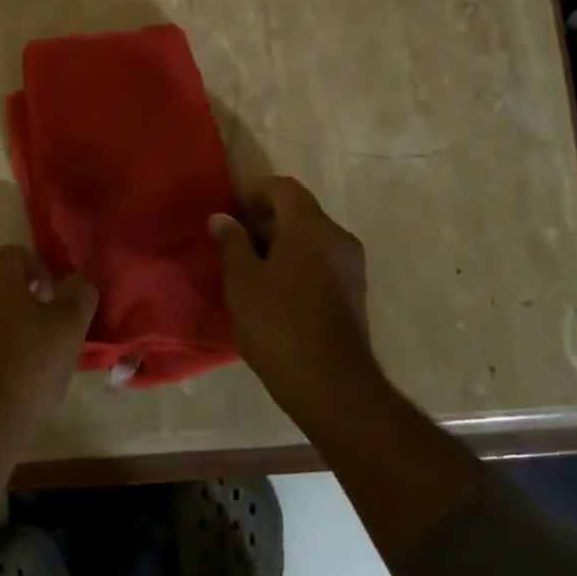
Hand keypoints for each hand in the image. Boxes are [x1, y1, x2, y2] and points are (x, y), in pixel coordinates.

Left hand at [0, 245, 97, 456]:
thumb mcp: (69, 326)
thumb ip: (79, 293)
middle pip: (2, 282)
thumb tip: (76, 282)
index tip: (60, 310)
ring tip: (33, 361)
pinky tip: (10, 380)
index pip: (22, 256)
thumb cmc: (26, 367)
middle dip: (29, 302)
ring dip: (11, 326)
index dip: (47, 278)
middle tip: (50, 334)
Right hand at [211, 177, 380, 427]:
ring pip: (311, 238)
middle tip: (234, 243)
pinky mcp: (354, 293)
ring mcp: (351, 266)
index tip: (231, 211)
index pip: (284, 188)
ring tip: (250, 270)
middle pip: (299, 212)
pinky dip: (298, 263)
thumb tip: (222, 218)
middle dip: (265, 220)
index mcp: (311, 227)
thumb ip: (231, 243)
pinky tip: (275, 292)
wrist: (333, 387)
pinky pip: (321, 261)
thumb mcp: (242, 282)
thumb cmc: (280, 325)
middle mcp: (338, 238)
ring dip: (281, 244)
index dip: (255, 192)